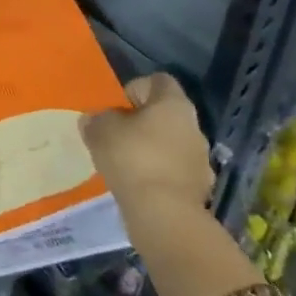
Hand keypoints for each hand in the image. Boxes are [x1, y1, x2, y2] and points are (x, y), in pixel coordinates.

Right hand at [80, 73, 213, 213]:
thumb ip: (96, 119)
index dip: (135, 88)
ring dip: (152, 149)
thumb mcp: (101, 132)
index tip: (116, 107)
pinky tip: (139, 185)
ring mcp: (201, 159)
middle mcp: (194, 126)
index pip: (158, 80)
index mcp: (174, 104)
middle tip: (116, 136)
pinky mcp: (199, 188)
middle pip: (165, 114)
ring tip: (125, 164)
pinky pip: (175, 171)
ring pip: (171, 143)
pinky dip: (159, 174)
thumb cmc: (132, 159)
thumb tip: (94, 118)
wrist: (163, 215)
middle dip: (141, 122)